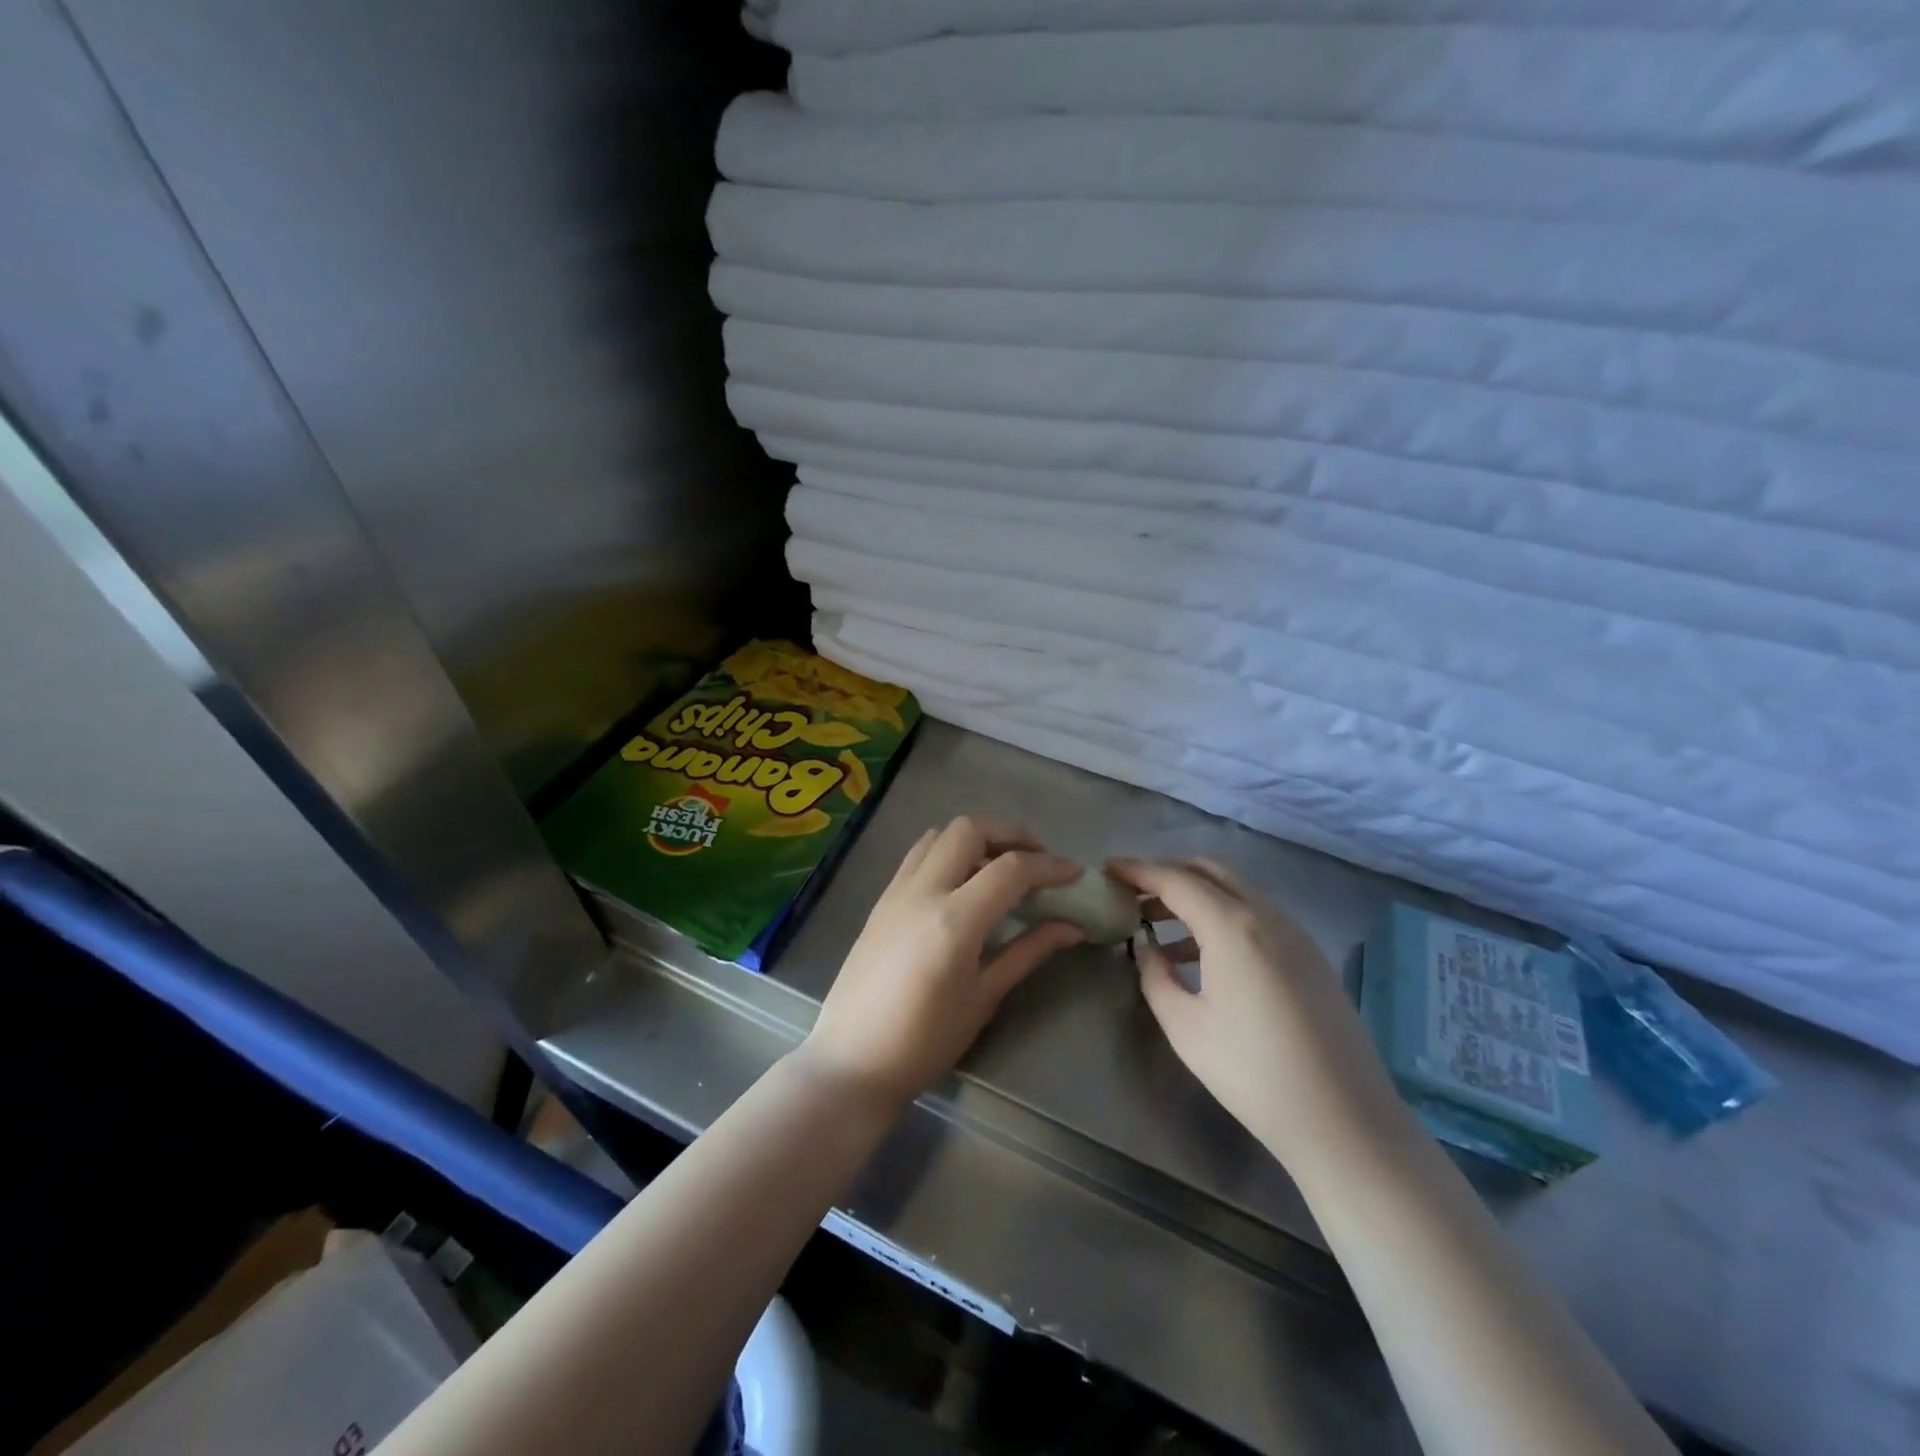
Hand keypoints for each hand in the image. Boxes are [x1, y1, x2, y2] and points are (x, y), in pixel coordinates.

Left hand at [800, 816, 1084, 1111]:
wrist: (853, 1060)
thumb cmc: (925, 1041)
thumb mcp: (984, 998)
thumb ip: (1028, 952)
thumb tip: (1071, 927)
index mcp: (954, 920)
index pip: (1011, 869)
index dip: (1049, 866)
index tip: (1074, 873)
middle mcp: (923, 891)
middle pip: (970, 829)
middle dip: (1011, 833)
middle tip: (1037, 858)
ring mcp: (897, 890)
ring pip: (940, 834)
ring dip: (976, 837)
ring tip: (1000, 864)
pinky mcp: (881, 899)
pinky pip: (918, 854)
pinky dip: (948, 850)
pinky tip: (962, 880)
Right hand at [1108, 858, 1393, 1160]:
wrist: (1344, 1121)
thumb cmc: (1252, 1073)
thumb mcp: (1185, 1027)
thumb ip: (1155, 975)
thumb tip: (1146, 946)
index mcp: (1232, 926)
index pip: (1175, 879)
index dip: (1138, 870)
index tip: (1107, 869)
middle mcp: (1267, 915)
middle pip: (1209, 872)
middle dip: (1167, 874)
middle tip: (1132, 894)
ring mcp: (1295, 933)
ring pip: (1236, 891)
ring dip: (1195, 895)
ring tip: (1158, 926)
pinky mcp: (1311, 955)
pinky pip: (1257, 914)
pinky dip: (1222, 915)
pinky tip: (1203, 953)